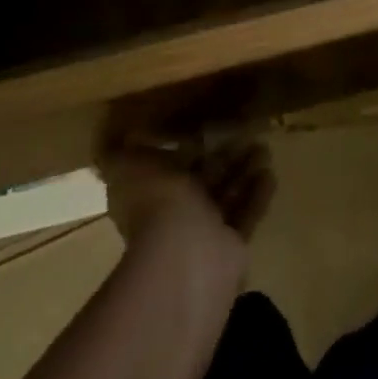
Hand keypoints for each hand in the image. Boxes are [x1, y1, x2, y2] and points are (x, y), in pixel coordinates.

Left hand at [98, 141, 275, 255]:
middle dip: (222, 153)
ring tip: (264, 144)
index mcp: (151, 191)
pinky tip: (271, 172)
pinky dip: (258, 193)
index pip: (170, 164)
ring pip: (228, 192)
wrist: (185, 259)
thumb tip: (106, 132)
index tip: (205, 119)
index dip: (185, 143)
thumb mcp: (127, 166)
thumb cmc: (156, 205)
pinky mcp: (232, 247)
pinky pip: (247, 214)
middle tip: (245, 126)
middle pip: (203, 177)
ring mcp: (206, 232)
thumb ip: (118, 151)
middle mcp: (177, 213)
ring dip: (244, 169)